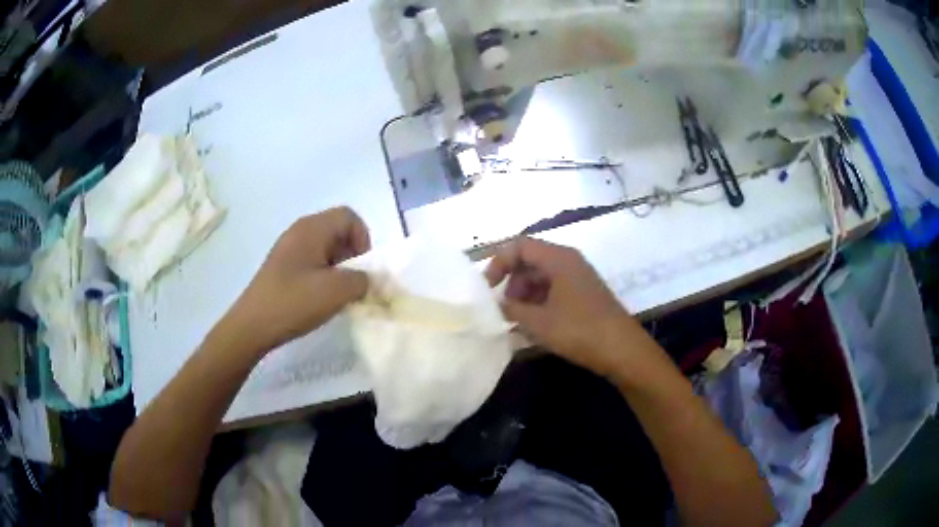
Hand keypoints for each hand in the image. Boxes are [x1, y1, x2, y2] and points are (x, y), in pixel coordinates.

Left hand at [221, 207, 370, 353]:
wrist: (253, 325)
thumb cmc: (294, 302)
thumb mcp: (337, 291)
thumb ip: (362, 280)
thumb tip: (367, 279)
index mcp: (312, 228)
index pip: (349, 217)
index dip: (363, 239)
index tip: (361, 268)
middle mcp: (300, 231)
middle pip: (338, 230)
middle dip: (353, 255)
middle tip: (353, 282)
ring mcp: (289, 249)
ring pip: (326, 247)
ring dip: (339, 267)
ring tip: (338, 294)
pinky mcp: (283, 266)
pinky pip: (312, 261)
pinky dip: (324, 275)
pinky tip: (320, 298)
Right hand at [485, 238, 648, 376]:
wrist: (622, 350)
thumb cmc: (579, 331)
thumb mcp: (539, 322)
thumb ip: (511, 309)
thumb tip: (496, 305)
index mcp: (558, 258)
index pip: (519, 246)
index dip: (499, 263)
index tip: (487, 288)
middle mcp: (569, 261)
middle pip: (530, 260)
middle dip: (512, 282)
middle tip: (504, 308)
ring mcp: (578, 277)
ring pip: (542, 277)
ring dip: (525, 295)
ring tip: (516, 320)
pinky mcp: (584, 294)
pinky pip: (554, 289)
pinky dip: (539, 302)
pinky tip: (534, 325)